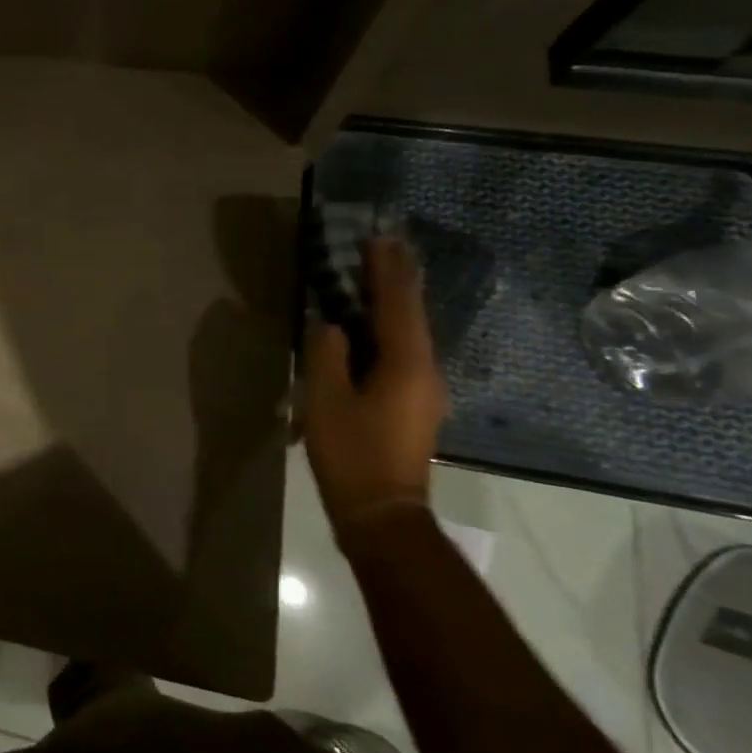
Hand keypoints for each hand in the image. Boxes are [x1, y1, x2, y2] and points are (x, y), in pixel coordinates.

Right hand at [302, 237, 448, 534]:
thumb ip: (327, 353)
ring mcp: (424, 389)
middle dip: (398, 279)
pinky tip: (375, 324)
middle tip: (386, 246)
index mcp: (406, 364)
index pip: (396, 304)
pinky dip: (390, 327)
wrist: (382, 513)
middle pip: (411, 314)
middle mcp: (425, 370)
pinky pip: (404, 351)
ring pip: (409, 333)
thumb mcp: (326, 399)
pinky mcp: (415, 404)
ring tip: (378, 275)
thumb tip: (332, 326)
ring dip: (394, 302)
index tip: (380, 238)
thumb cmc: (350, 452)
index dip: (386, 270)